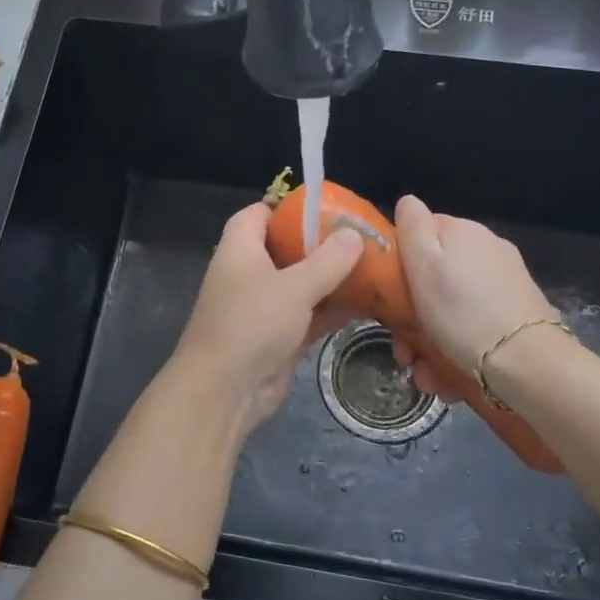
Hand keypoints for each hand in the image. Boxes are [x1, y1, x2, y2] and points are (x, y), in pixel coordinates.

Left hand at [167, 203, 362, 437]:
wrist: (224, 391)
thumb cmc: (251, 324)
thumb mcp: (294, 286)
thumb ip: (327, 261)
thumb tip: (353, 235)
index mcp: (240, 249)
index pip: (258, 214)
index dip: (288, 208)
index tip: (326, 208)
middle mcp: (250, 274)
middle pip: (287, 249)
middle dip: (322, 245)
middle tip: (362, 238)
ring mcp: (264, 308)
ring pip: (302, 284)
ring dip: (333, 279)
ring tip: (375, 267)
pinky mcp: (279, 337)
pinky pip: (310, 315)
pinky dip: (333, 309)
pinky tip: (369, 303)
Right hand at [393, 195, 559, 394]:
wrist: (525, 363)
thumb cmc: (461, 312)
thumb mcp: (423, 265)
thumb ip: (413, 228)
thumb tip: (408, 201)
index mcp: (463, 233)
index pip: (421, 233)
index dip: (399, 264)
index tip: (387, 299)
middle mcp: (488, 251)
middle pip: (435, 279)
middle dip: (412, 318)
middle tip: (403, 352)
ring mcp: (506, 285)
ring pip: (452, 310)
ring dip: (431, 345)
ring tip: (426, 377)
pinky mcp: (517, 317)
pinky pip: (474, 330)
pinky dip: (457, 353)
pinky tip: (449, 381)